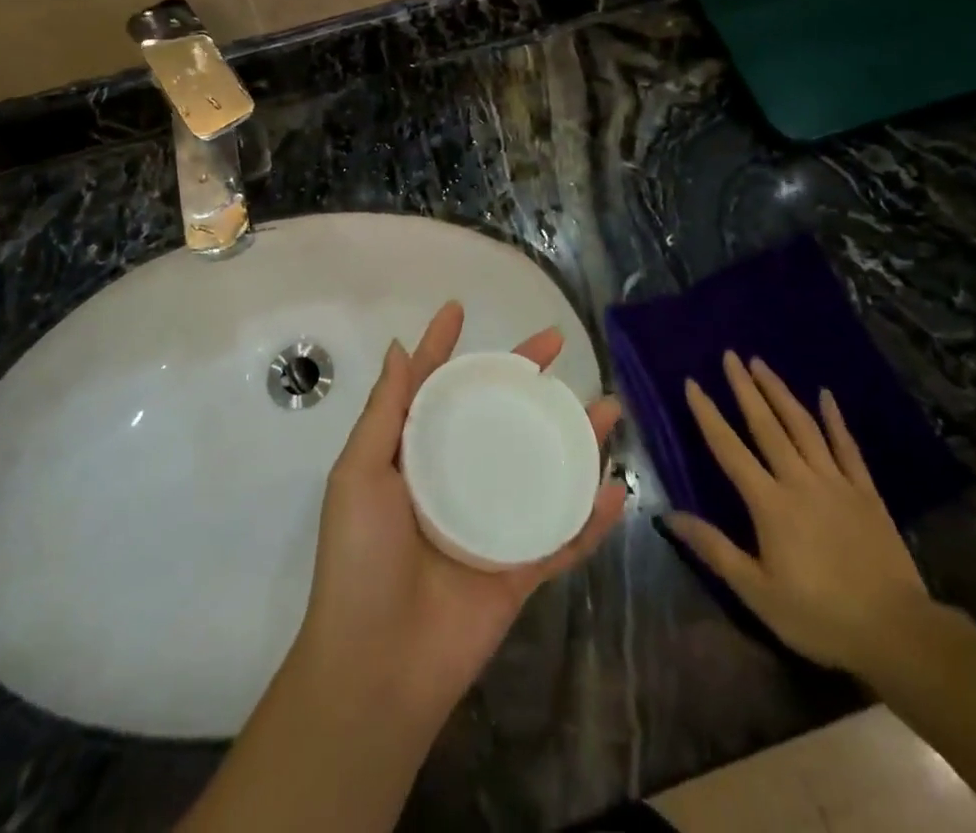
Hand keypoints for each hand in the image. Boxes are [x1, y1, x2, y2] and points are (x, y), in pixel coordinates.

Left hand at [295, 301, 626, 727]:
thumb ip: (385, 412)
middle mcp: (455, 477)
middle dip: (526, 377)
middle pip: (497, 414)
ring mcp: (490, 520)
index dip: (444, 346)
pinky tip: (616, 490)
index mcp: (414, 455)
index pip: (434, 387)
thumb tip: (399, 346)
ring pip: (540, 466)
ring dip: (575, 438)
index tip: (458, 308)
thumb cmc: (360, 559)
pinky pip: (562, 537)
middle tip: (556, 343)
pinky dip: (591, 517)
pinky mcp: (518, 567)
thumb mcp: (359, 474)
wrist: (376, 667)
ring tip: (607, 408)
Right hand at [664, 352, 931, 674]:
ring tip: (762, 364)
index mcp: (769, 503)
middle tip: (730, 355)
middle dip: (745, 388)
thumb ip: (714, 549)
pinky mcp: (865, 492)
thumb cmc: (819, 616)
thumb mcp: (757, 592)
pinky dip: (835, 419)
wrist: (898, 633)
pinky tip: (825, 395)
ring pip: (803, 426)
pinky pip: (847, 447)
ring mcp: (836, 482)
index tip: (692, 383)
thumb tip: (668, 515)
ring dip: (780, 392)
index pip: (729, 449)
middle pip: (766, 425)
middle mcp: (800, 480)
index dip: (708, 415)